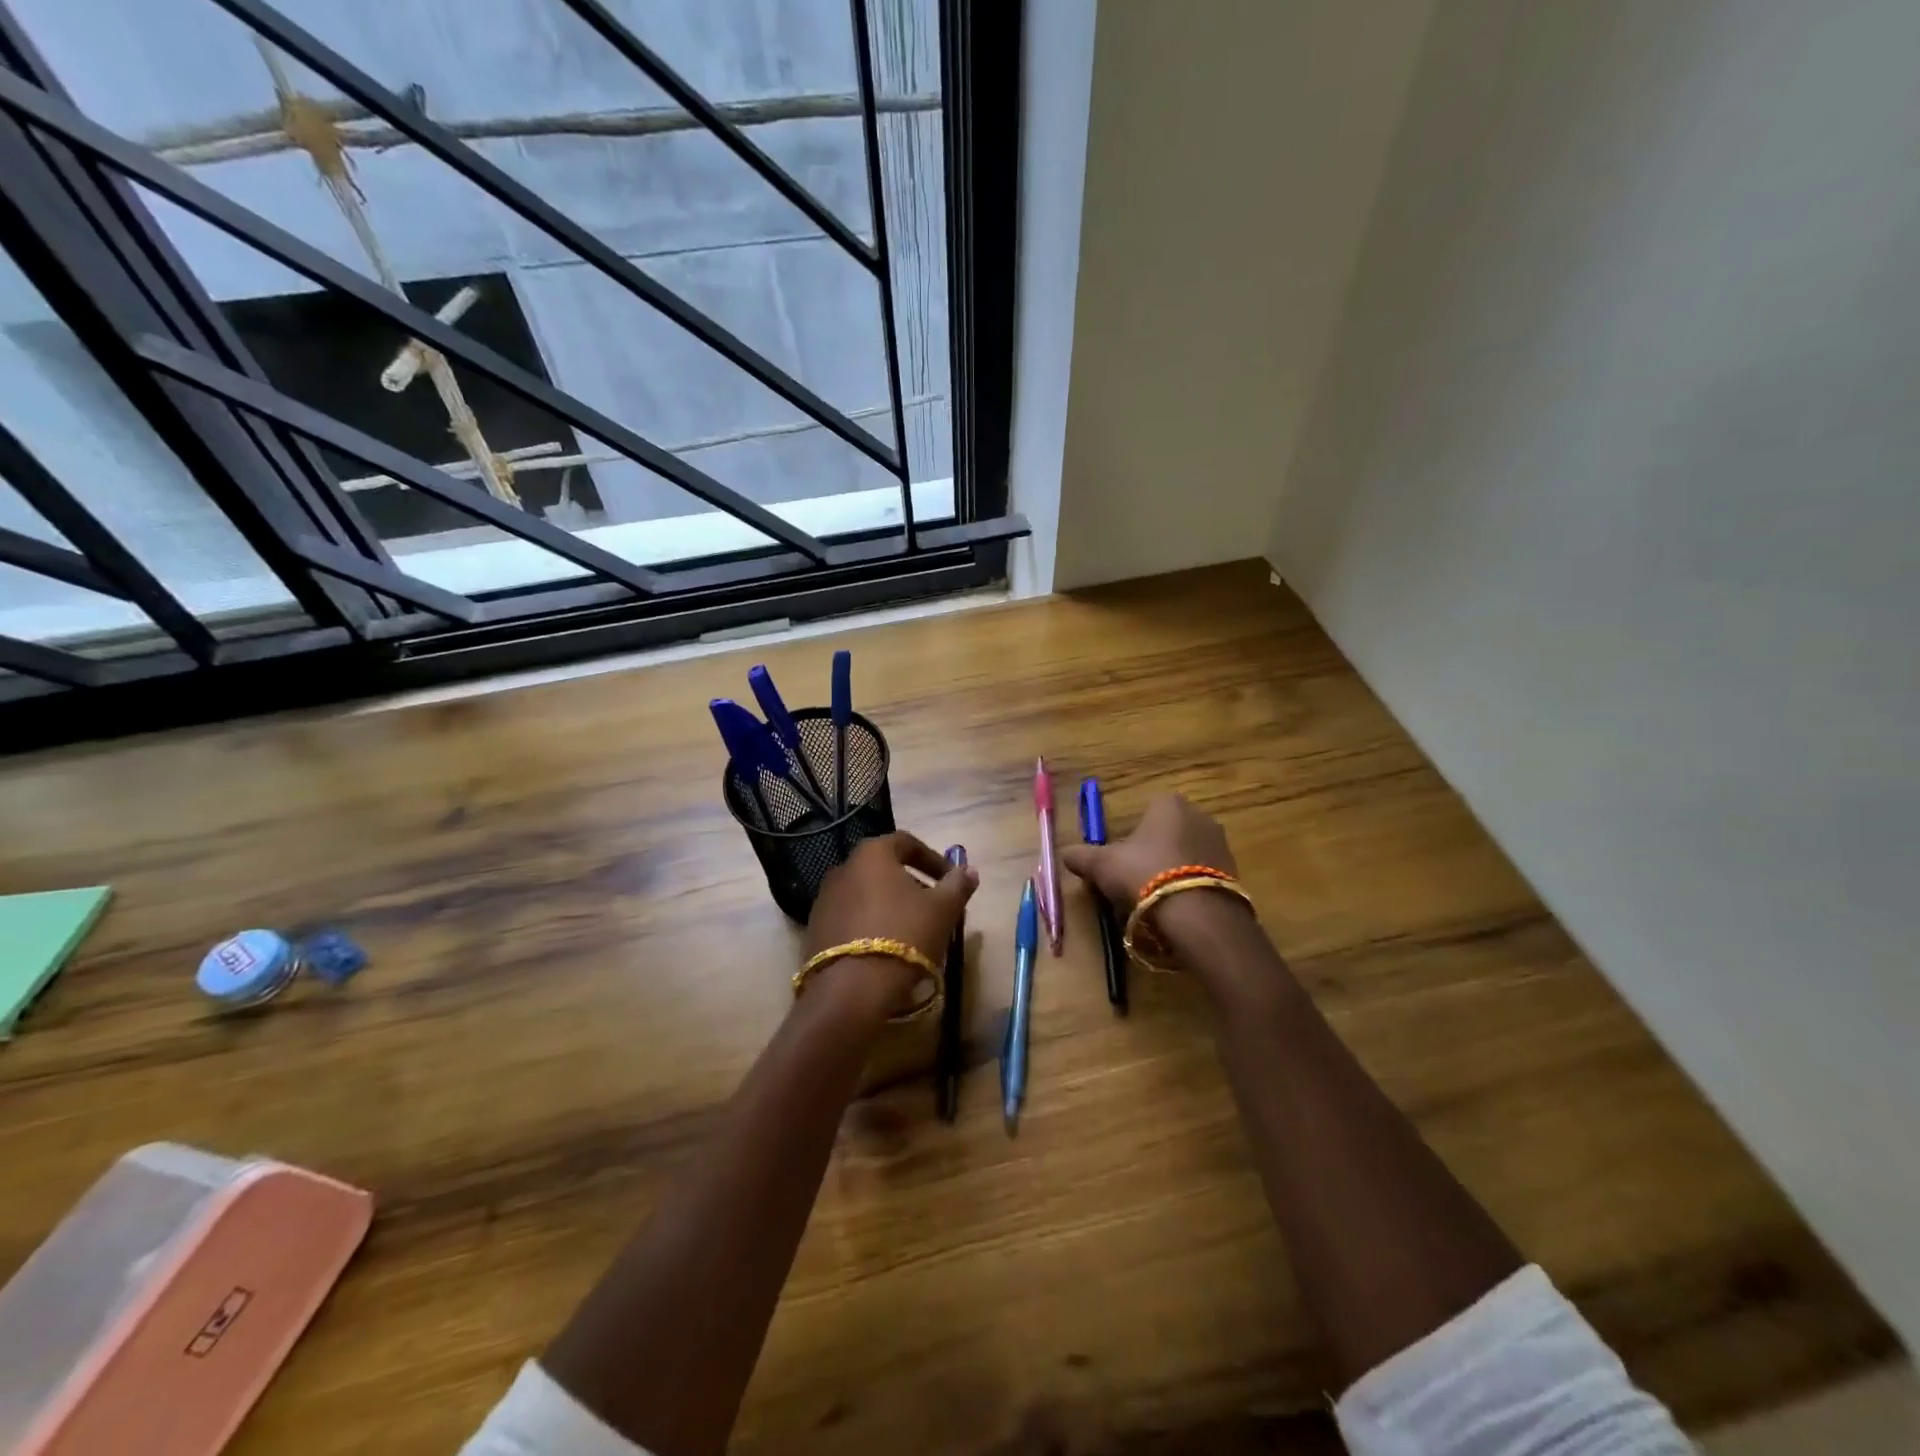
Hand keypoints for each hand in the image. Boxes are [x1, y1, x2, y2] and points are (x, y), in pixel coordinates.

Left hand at [804, 832, 978, 1012]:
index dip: (933, 859)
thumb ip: (958, 885)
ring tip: (911, 931)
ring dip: (890, 906)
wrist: (851, 990)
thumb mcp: (942, 909)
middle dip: (912, 884)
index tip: (950, 880)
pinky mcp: (815, 930)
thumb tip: (969, 870)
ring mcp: (824, 900)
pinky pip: (850, 918)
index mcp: (872, 854)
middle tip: (934, 907)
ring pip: (866, 894)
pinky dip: (870, 924)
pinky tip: (885, 949)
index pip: (906, 843)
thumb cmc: (904, 935)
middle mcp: (842, 869)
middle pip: (884, 869)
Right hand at [1060, 793, 1236, 910]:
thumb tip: (1063, 853)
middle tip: (1134, 881)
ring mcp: (1221, 844)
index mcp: (1168, 803)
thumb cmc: (1144, 874)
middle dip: (1152, 853)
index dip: (1129, 837)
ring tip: (1155, 900)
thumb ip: (1082, 857)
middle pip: (1166, 833)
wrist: (1196, 914)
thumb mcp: (1102, 865)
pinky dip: (1190, 888)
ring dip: (1172, 871)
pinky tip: (1177, 909)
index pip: (1145, 812)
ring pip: (1186, 855)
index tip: (1119, 861)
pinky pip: (1203, 876)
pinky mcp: (1235, 872)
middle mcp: (1199, 815)